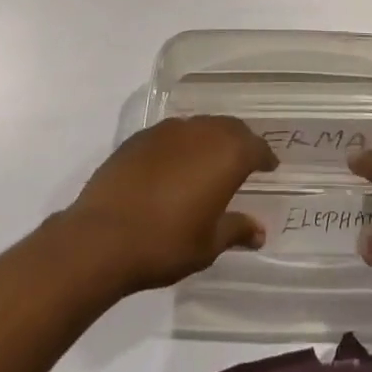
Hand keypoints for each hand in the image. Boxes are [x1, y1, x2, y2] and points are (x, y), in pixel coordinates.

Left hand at [60, 116, 277, 294]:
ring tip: (210, 162)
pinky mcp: (140, 137)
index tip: (270, 167)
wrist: (102, 236)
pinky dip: (182, 145)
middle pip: (229, 128)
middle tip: (244, 161)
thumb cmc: (165, 243)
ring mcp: (167, 130)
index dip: (265, 157)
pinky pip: (172, 134)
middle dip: (240, 142)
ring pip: (200, 126)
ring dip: (210, 140)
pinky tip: (175, 166)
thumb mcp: (208, 245)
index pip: (255, 146)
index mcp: (226, 154)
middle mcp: (200, 132)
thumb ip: (236, 230)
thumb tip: (259, 231)